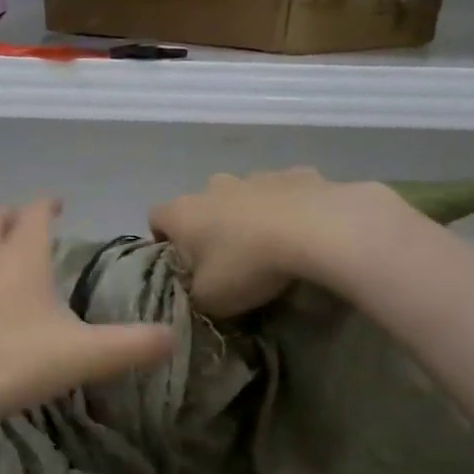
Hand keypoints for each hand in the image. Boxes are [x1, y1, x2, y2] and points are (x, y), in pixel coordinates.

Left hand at [0, 199, 175, 433]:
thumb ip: (132, 345)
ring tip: (7, 267)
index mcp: (20, 258)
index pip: (34, 213)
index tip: (60, 205)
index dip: (48, 205)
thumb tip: (172, 337)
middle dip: (13, 218)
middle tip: (29, 225)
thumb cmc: (11, 362)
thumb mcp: (83, 356)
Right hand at [150, 169, 400, 316]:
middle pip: (201, 205)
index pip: (155, 218)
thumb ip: (195, 294)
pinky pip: (284, 193)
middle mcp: (213, 186)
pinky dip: (287, 209)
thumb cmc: (247, 265)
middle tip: (226, 261)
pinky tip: (302, 233)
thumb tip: (198, 290)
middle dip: (209, 228)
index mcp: (183, 213)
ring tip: (269, 248)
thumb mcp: (209, 300)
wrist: (318, 230)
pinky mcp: (299, 174)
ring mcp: (257, 176)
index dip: (162, 240)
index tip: (179, 263)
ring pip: (243, 196)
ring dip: (248, 216)